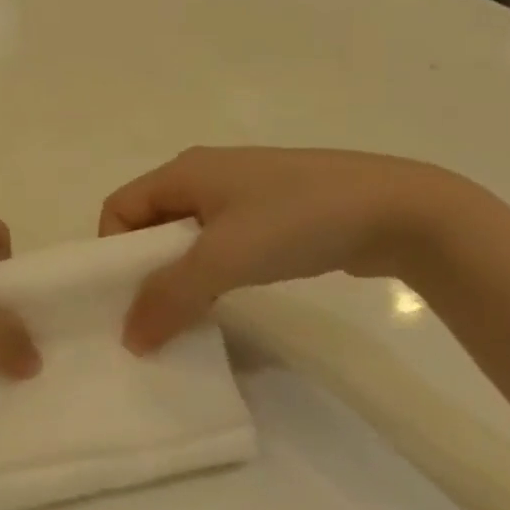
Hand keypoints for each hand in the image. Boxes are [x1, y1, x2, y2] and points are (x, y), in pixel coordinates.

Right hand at [98, 147, 460, 351]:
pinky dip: (210, 273)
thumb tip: (129, 339)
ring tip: (186, 315)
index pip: (119, 208)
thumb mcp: (223, 258)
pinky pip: (219, 244)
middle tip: (150, 316)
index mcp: (184, 171)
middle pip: (149, 223)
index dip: (112, 252)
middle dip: (143, 269)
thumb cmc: (296, 220)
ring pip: (185, 237)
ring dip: (178, 275)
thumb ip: (169, 297)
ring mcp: (241, 194)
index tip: (124, 298)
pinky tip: (223, 300)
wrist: (397, 210)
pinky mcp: (270, 215)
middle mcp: (204, 175)